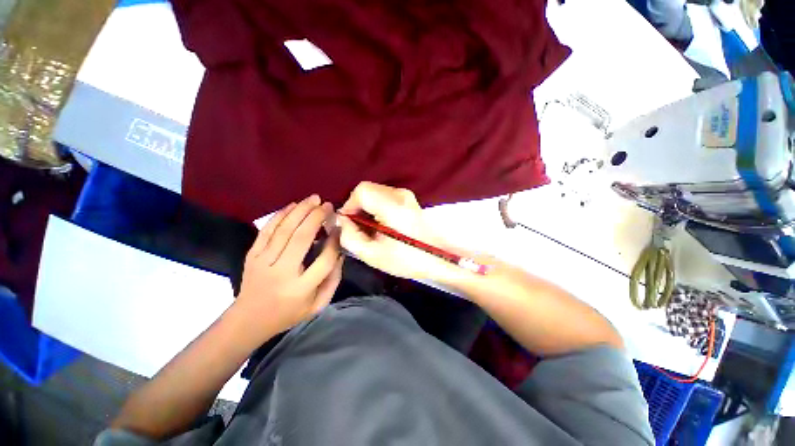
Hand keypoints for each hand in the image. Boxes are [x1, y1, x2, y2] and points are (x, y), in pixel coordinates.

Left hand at [236, 195, 343, 338]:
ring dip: (300, 211)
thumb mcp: (318, 305)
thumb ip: (333, 280)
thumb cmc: (289, 313)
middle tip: (328, 205)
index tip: (339, 228)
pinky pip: (266, 230)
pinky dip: (280, 215)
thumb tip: (340, 252)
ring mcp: (263, 262)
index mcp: (301, 288)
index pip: (324, 259)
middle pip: (302, 238)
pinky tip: (292, 205)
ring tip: (314, 199)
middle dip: (317, 217)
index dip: (334, 241)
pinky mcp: (251, 255)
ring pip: (284, 230)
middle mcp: (282, 272)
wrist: (248, 320)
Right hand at [338, 182, 452, 279]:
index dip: (350, 205)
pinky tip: (381, 224)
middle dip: (358, 207)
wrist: (437, 258)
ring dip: (367, 208)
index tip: (350, 223)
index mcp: (393, 206)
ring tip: (371, 228)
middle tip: (359, 228)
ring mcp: (406, 195)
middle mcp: (400, 194)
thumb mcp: (372, 254)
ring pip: (375, 192)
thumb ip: (350, 236)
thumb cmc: (407, 259)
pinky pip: (384, 196)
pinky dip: (377, 207)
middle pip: (367, 189)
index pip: (361, 191)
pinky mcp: (409, 199)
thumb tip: (343, 221)